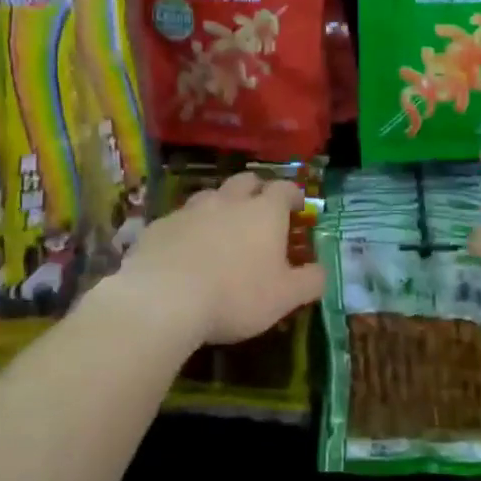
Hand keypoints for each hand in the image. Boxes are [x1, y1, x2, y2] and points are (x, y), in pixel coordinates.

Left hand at [112, 172, 324, 346]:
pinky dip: (190, 228)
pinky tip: (186, 249)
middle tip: (261, 209)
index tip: (298, 206)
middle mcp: (229, 201)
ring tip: (222, 227)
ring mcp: (191, 210)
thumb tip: (321, 271)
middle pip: (246, 181)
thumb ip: (310, 281)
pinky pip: (181, 219)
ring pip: (211, 195)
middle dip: (257, 190)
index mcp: (264, 212)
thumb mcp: (285, 297)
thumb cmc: (235, 296)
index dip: (293, 195)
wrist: (163, 299)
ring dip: (221, 205)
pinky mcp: (160, 225)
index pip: (284, 189)